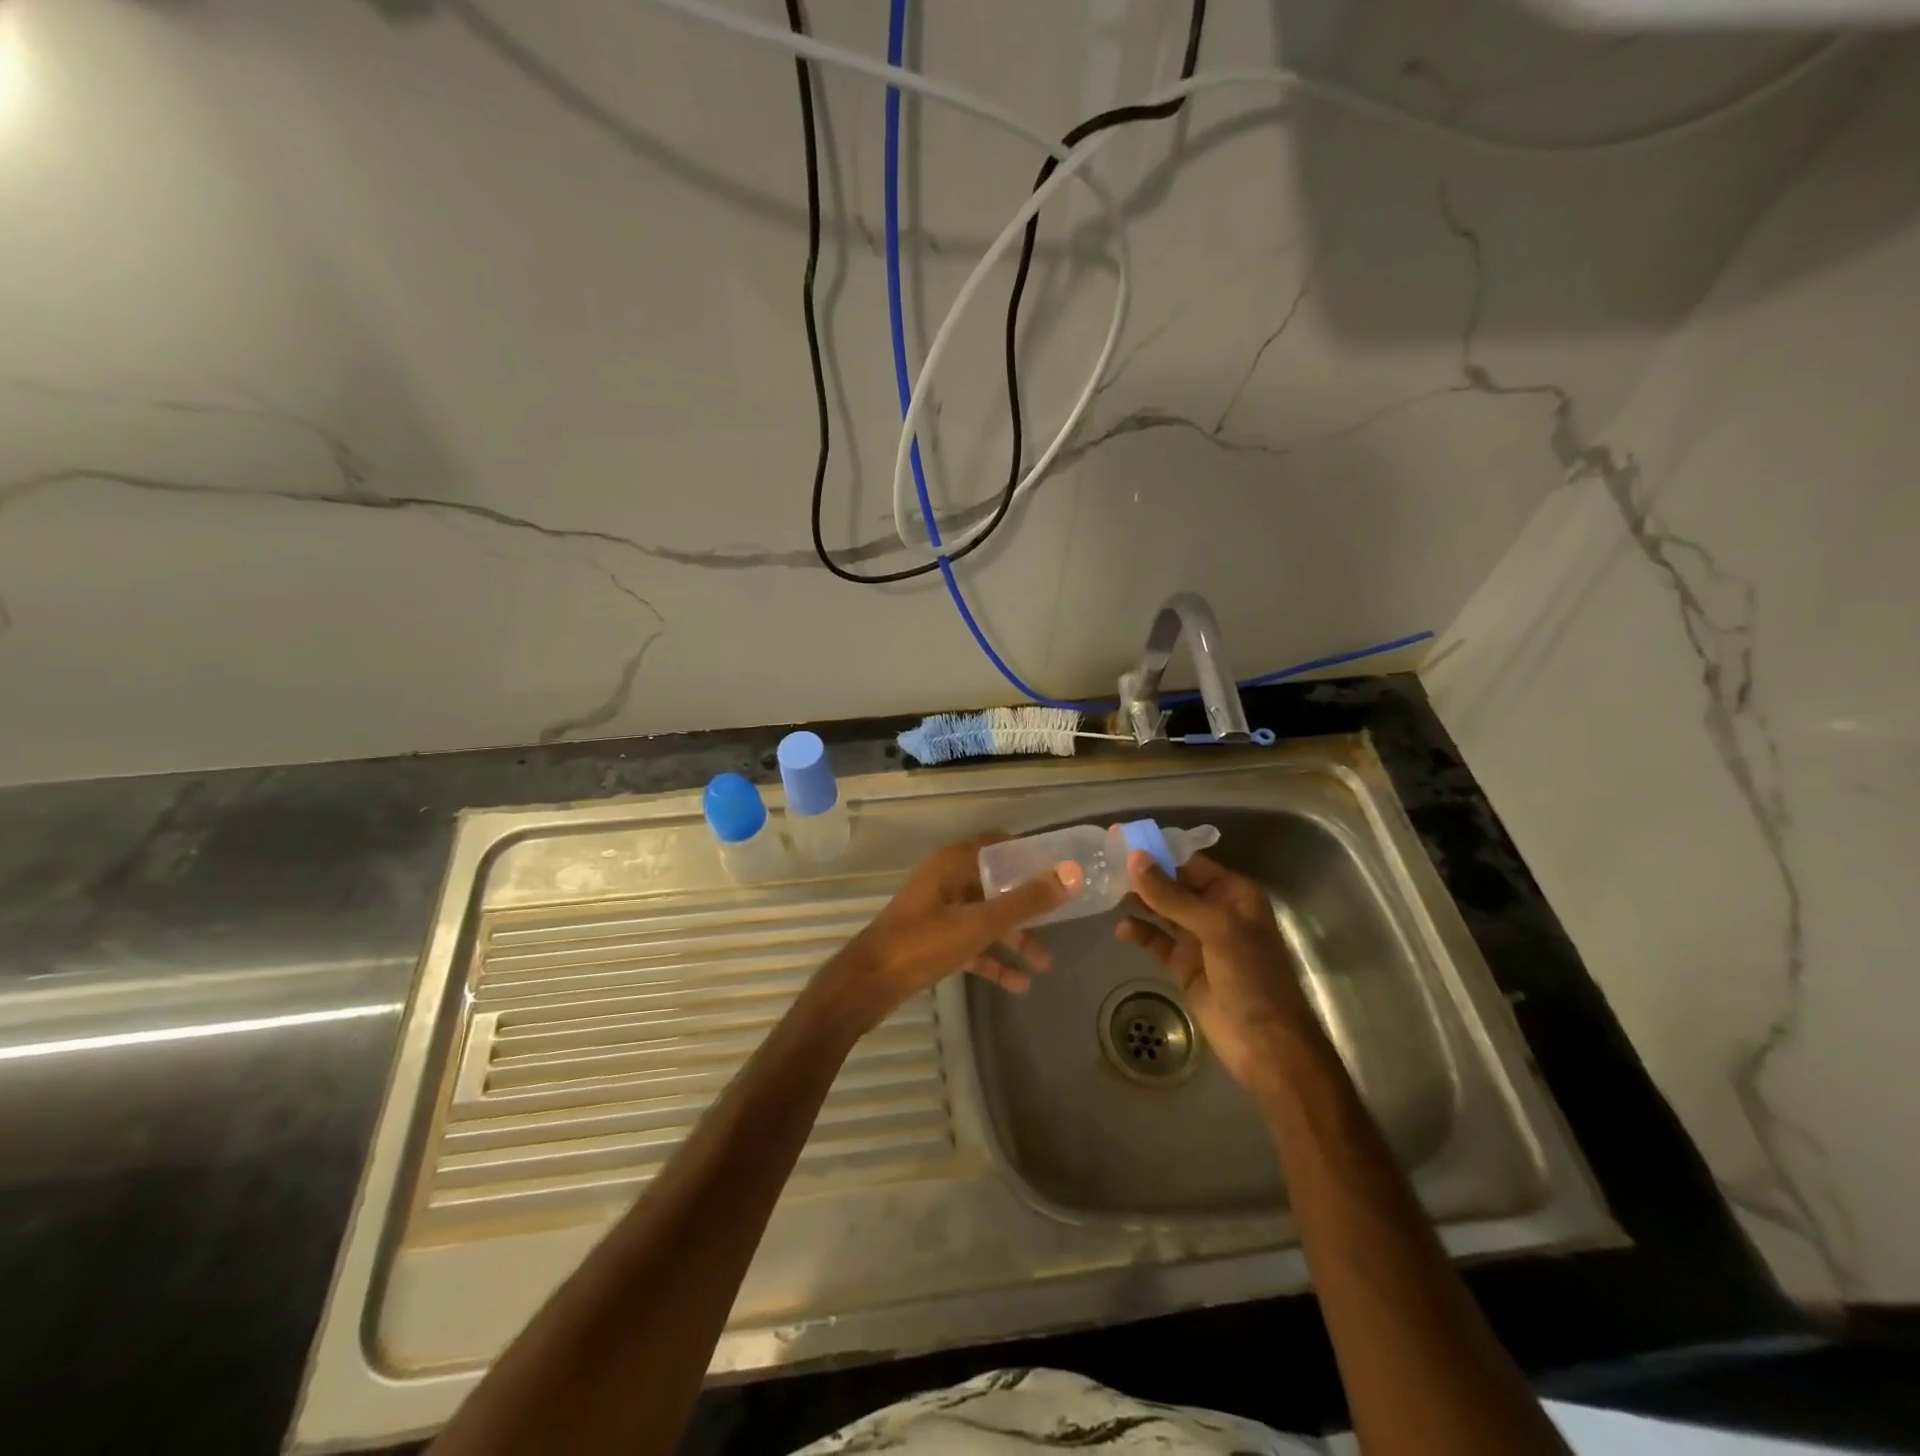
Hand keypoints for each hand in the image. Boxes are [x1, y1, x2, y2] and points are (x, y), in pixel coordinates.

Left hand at [821, 834, 1079, 1032]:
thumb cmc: (922, 943)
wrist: (867, 986)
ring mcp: (939, 912)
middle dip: (1028, 904)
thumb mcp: (979, 923)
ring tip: (1047, 963)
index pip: (998, 845)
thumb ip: (1026, 901)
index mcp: (952, 863)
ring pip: (985, 918)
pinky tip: (1021, 984)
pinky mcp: (934, 941)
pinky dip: (993, 960)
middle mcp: (946, 881)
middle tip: (1063, 917)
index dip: (1029, 855)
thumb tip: (1071, 874)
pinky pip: (971, 944)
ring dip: (1014, 938)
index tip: (1060, 869)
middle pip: (996, 884)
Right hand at [1116, 851, 1311, 1095]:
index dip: (1157, 851)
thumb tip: (1134, 859)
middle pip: (1173, 884)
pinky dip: (1140, 932)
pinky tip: (1121, 929)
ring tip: (1105, 891)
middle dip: (1142, 875)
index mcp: (1233, 894)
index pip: (1190, 862)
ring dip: (1138, 901)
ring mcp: (1198, 939)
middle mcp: (1215, 910)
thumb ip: (1172, 895)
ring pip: (1162, 910)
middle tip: (1103, 864)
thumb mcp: (1214, 928)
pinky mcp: (1184, 965)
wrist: (1265, 1044)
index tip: (1121, 840)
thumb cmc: (1250, 976)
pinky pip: (1157, 940)